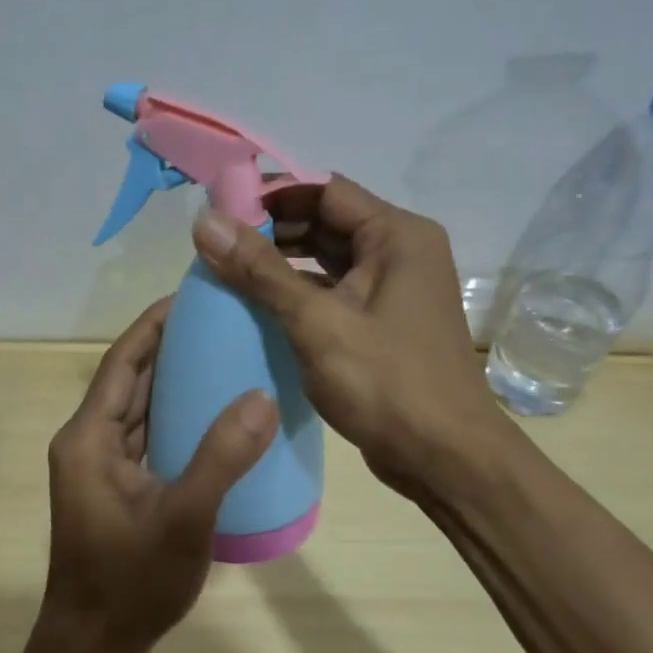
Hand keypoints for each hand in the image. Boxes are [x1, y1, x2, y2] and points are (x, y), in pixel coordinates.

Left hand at [41, 297, 279, 652]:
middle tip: (219, 319)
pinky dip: (174, 414)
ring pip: (139, 405)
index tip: (190, 296)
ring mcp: (101, 465)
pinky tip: (212, 412)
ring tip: (222, 353)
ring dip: (172, 378)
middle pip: (130, 377)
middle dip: (169, 345)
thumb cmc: (130, 583)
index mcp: (89, 436)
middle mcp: (88, 441)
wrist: (94, 649)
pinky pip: (146, 433)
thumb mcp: (184, 519)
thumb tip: (261, 396)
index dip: (152, 324)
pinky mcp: (116, 485)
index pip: (121, 361)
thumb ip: (222, 457)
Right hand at [190, 175, 514, 498]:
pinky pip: (335, 291)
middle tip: (217, 245)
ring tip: (228, 272)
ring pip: (328, 259)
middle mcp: (401, 251)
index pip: (325, 191)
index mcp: (397, 235)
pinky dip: (299, 293)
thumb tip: (205, 221)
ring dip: (282, 263)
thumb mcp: (316, 322)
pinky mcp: (384, 321)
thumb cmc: (387, 383)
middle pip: (326, 222)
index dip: (272, 196)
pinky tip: (259, 307)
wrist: (447, 460)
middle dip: (273, 231)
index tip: (221, 212)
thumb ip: (260, 270)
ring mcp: (394, 288)